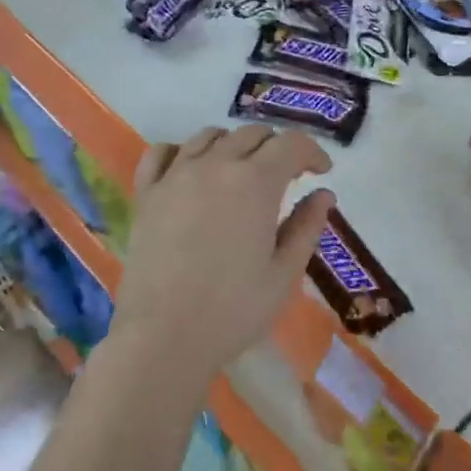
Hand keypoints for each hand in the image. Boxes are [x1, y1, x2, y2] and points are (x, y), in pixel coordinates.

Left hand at [114, 125, 334, 380]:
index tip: (322, 172)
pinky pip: (163, 152)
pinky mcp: (147, 194)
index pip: (291, 144)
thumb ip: (307, 226)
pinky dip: (184, 151)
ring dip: (235, 145)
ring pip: (210, 136)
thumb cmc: (234, 310)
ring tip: (243, 173)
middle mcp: (215, 165)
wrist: (165, 337)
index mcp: (256, 183)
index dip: (313, 152)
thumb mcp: (284, 273)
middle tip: (288, 176)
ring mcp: (176, 176)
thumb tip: (324, 194)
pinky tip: (193, 171)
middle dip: (277, 148)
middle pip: (252, 134)